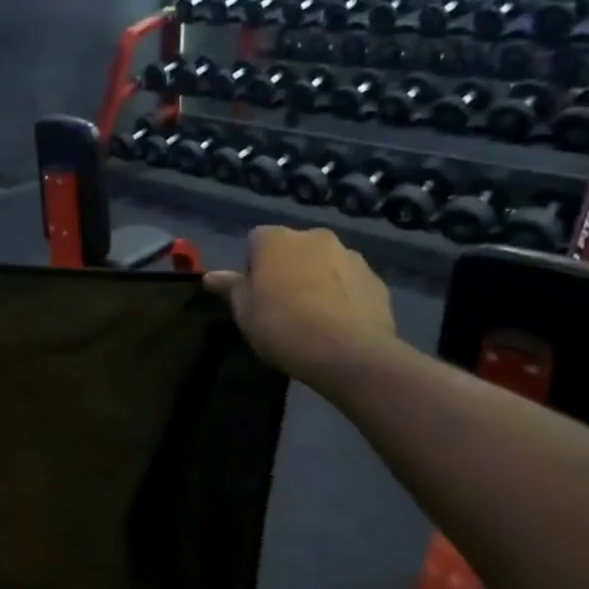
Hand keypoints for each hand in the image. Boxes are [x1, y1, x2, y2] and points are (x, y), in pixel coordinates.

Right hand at [205, 227, 397, 390]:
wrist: (347, 352)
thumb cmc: (281, 325)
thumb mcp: (244, 310)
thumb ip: (230, 287)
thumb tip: (211, 276)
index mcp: (276, 239)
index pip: (256, 241)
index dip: (253, 267)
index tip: (255, 294)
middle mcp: (315, 237)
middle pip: (294, 249)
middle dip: (288, 269)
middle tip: (282, 305)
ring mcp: (351, 256)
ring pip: (325, 264)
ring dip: (317, 280)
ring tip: (313, 317)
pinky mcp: (376, 280)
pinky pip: (351, 283)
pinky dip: (343, 296)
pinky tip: (338, 324)